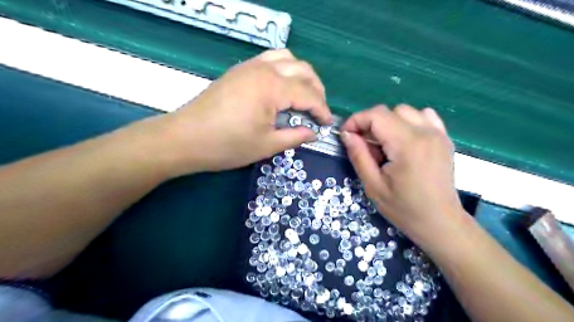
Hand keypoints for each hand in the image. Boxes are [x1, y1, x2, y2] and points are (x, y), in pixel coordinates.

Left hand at [155, 49, 331, 175]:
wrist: (185, 138)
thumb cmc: (227, 145)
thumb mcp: (267, 145)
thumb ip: (295, 136)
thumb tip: (314, 133)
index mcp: (272, 87)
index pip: (308, 94)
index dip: (322, 110)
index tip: (327, 124)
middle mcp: (263, 69)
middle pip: (303, 69)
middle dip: (316, 89)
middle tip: (318, 111)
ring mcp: (249, 66)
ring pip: (287, 58)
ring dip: (301, 75)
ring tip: (303, 96)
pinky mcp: (239, 70)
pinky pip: (270, 60)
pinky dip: (284, 69)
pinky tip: (282, 88)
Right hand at [340, 105, 464, 245]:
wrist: (440, 222)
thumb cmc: (403, 208)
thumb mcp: (373, 185)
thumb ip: (359, 156)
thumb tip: (347, 134)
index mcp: (407, 144)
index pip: (376, 115)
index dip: (356, 120)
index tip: (346, 135)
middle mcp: (425, 132)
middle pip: (389, 111)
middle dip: (370, 123)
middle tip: (364, 145)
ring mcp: (438, 133)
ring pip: (406, 111)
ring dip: (389, 122)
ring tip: (384, 144)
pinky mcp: (444, 138)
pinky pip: (424, 116)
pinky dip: (408, 122)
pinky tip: (404, 139)